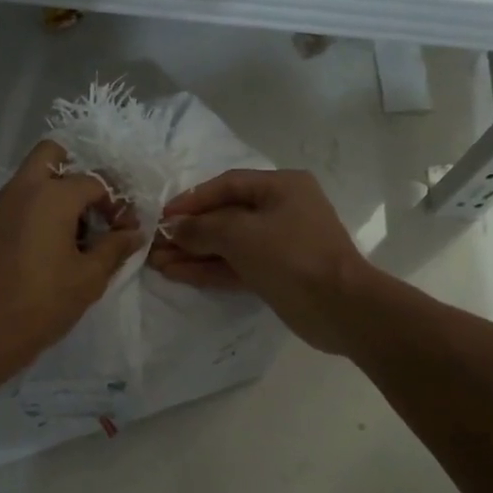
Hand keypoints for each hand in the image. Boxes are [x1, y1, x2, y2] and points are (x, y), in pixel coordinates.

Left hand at [0, 140, 143, 366]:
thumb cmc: (42, 302)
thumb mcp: (89, 278)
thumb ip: (114, 249)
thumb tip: (134, 234)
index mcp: (51, 195)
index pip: (94, 182)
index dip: (115, 203)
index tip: (124, 230)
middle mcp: (21, 190)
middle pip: (51, 155)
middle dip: (77, 173)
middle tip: (93, 210)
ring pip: (30, 180)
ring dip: (54, 194)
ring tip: (74, 236)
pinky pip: (15, 204)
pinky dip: (34, 212)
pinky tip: (46, 249)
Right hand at [149, 169, 374, 353]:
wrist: (339, 307)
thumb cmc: (291, 255)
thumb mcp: (240, 233)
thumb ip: (202, 228)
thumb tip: (174, 229)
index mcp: (281, 187)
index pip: (227, 185)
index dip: (192, 199)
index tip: (162, 216)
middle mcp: (281, 210)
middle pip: (226, 215)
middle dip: (189, 230)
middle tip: (154, 243)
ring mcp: (280, 244)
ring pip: (228, 244)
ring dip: (194, 252)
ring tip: (157, 262)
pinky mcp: (276, 274)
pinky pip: (236, 266)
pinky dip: (209, 269)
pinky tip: (177, 274)